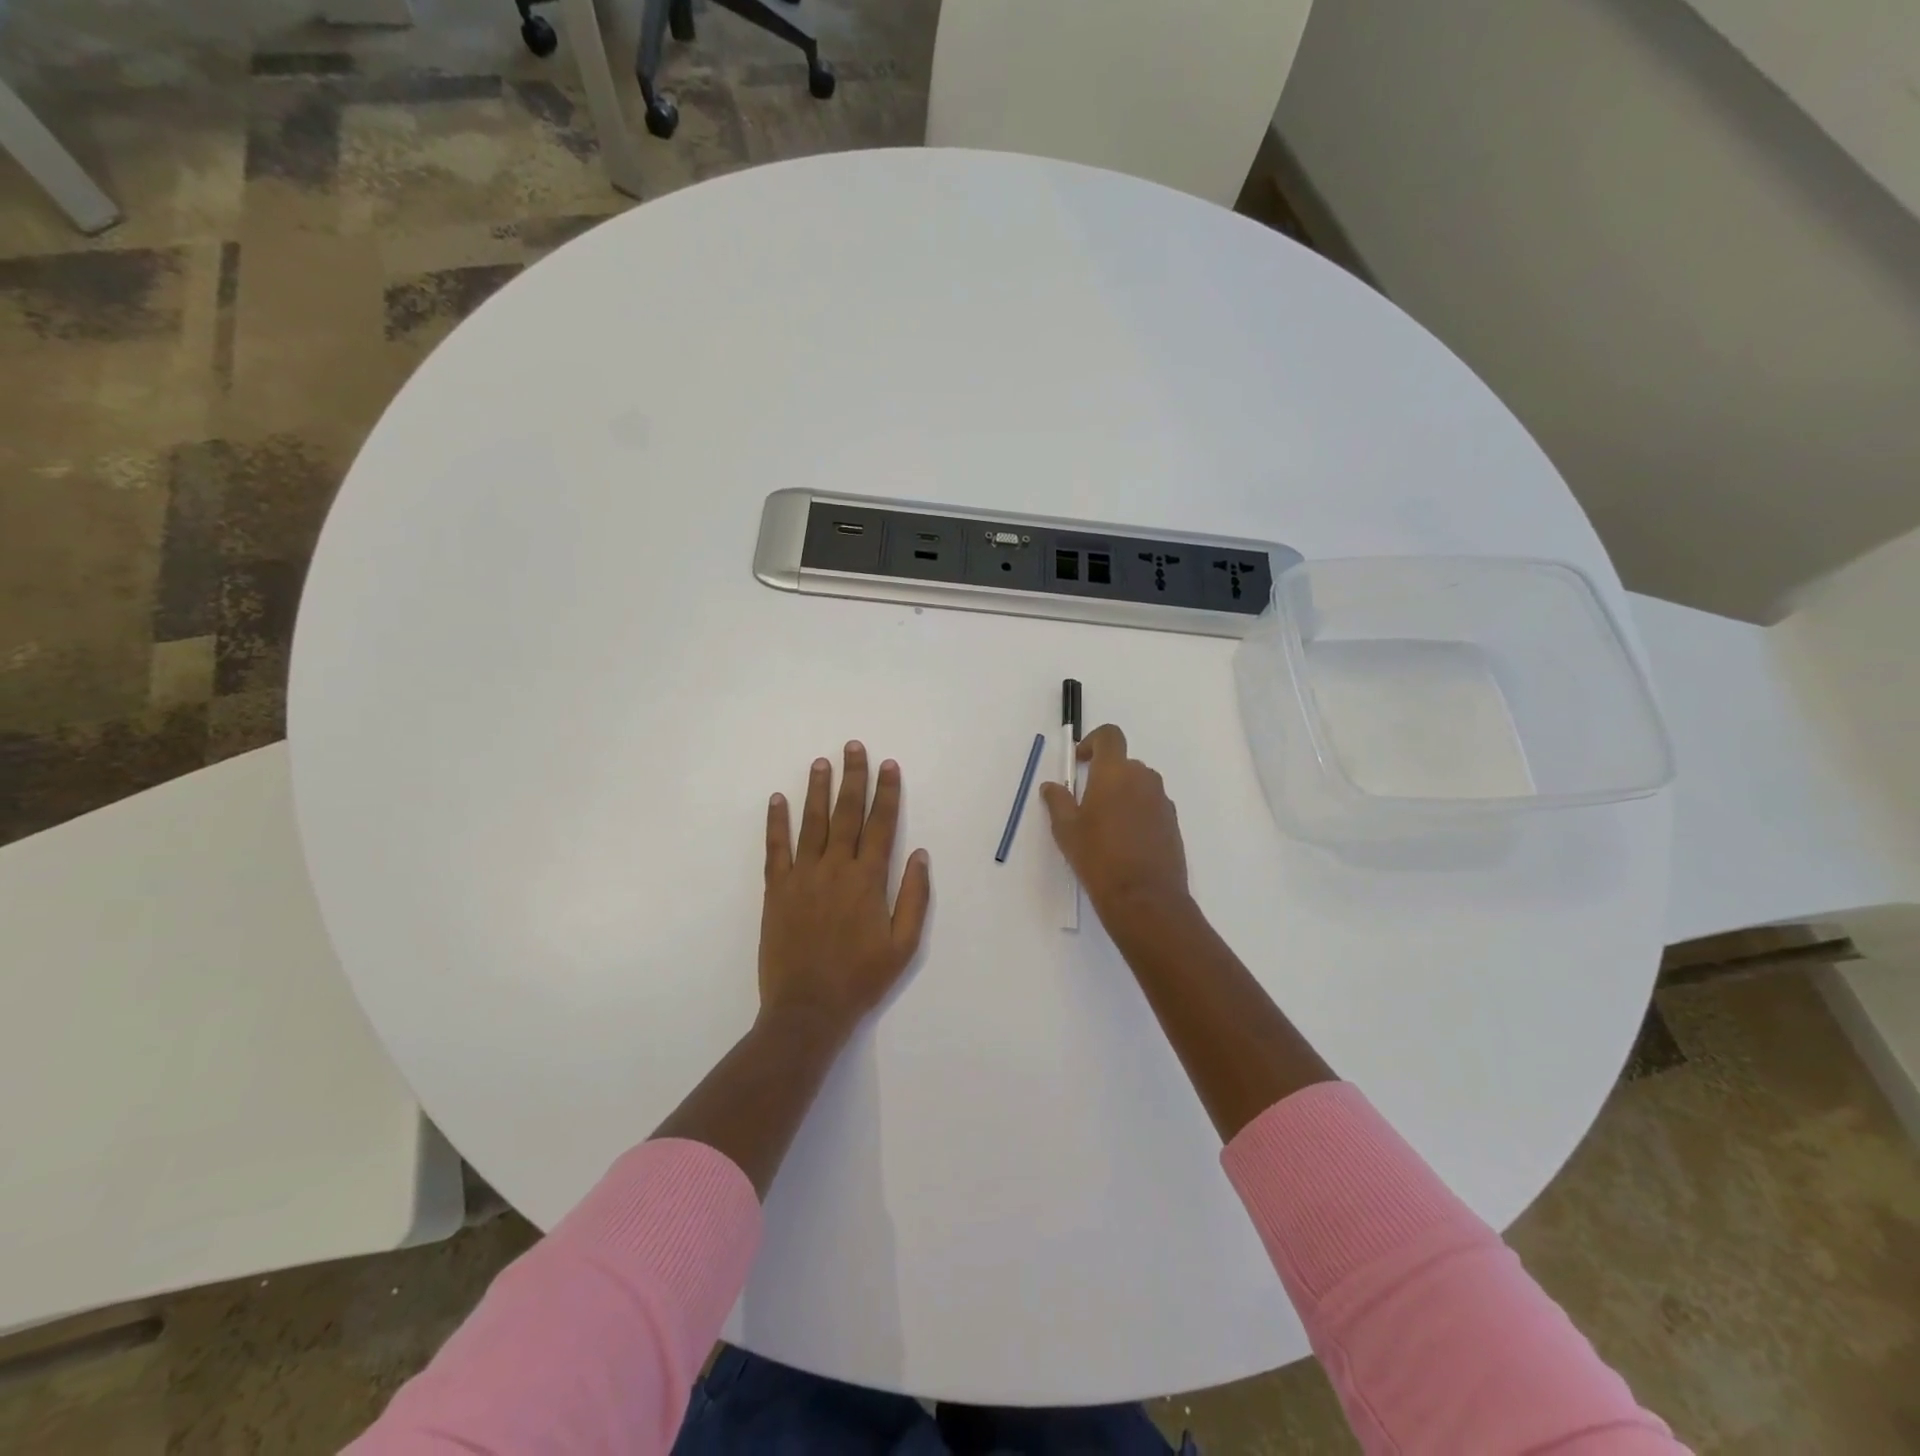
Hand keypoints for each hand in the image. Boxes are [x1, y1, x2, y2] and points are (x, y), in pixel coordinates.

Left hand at [760, 742, 931, 1035]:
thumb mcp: (903, 945)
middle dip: (853, 778)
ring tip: (821, 762)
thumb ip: (914, 897)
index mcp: (868, 880)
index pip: (881, 825)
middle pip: (846, 813)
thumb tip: (920, 854)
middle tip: (853, 746)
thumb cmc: (861, 979)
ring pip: (811, 823)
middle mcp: (835, 869)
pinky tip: (777, 799)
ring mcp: (802, 877)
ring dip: (817, 790)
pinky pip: (775, 849)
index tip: (889, 766)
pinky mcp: (776, 890)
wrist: (807, 1010)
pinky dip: (776, 822)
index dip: (887, 793)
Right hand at [1040, 724, 1191, 926]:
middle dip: (1105, 775)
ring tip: (1105, 826)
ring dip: (1122, 795)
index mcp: (1115, 773)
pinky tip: (1125, 843)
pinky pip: (1151, 806)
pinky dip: (1138, 813)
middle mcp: (1143, 779)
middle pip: (1124, 763)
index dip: (1093, 741)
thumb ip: (1058, 801)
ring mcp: (1162, 801)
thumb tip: (1052, 786)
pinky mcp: (1173, 823)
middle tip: (1087, 803)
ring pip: (1139, 786)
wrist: (1145, 898)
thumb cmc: (1098, 858)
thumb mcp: (1066, 830)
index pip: (1110, 736)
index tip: (1080, 762)